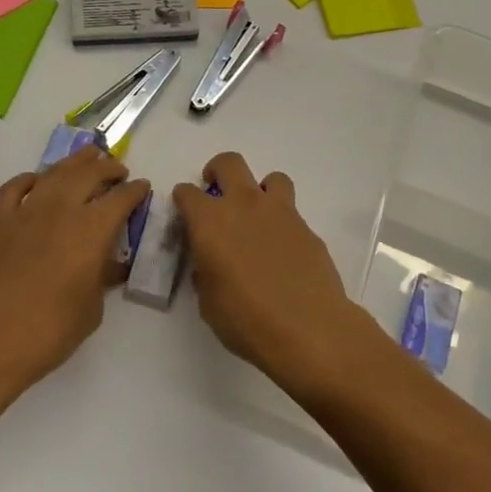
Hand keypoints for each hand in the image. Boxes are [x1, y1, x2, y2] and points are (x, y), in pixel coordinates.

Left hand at [0, 145, 150, 396]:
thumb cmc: (47, 333)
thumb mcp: (92, 309)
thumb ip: (102, 276)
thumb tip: (108, 263)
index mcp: (92, 229)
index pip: (121, 198)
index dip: (135, 190)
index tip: (142, 188)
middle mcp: (61, 209)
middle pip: (90, 173)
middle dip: (109, 168)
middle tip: (118, 171)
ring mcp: (26, 211)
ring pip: (55, 172)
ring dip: (75, 162)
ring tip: (88, 158)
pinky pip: (16, 187)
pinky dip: (31, 179)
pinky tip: (38, 182)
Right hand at [172, 152, 367, 399]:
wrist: (307, 328)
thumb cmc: (246, 320)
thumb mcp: (208, 303)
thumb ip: (205, 273)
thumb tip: (209, 263)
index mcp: (210, 222)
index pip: (187, 193)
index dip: (183, 200)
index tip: (184, 212)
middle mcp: (243, 205)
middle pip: (229, 163)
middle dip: (218, 171)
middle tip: (216, 191)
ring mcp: (279, 212)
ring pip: (270, 178)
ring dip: (261, 190)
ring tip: (258, 215)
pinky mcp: (306, 226)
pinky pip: (291, 212)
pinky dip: (283, 222)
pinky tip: (283, 251)